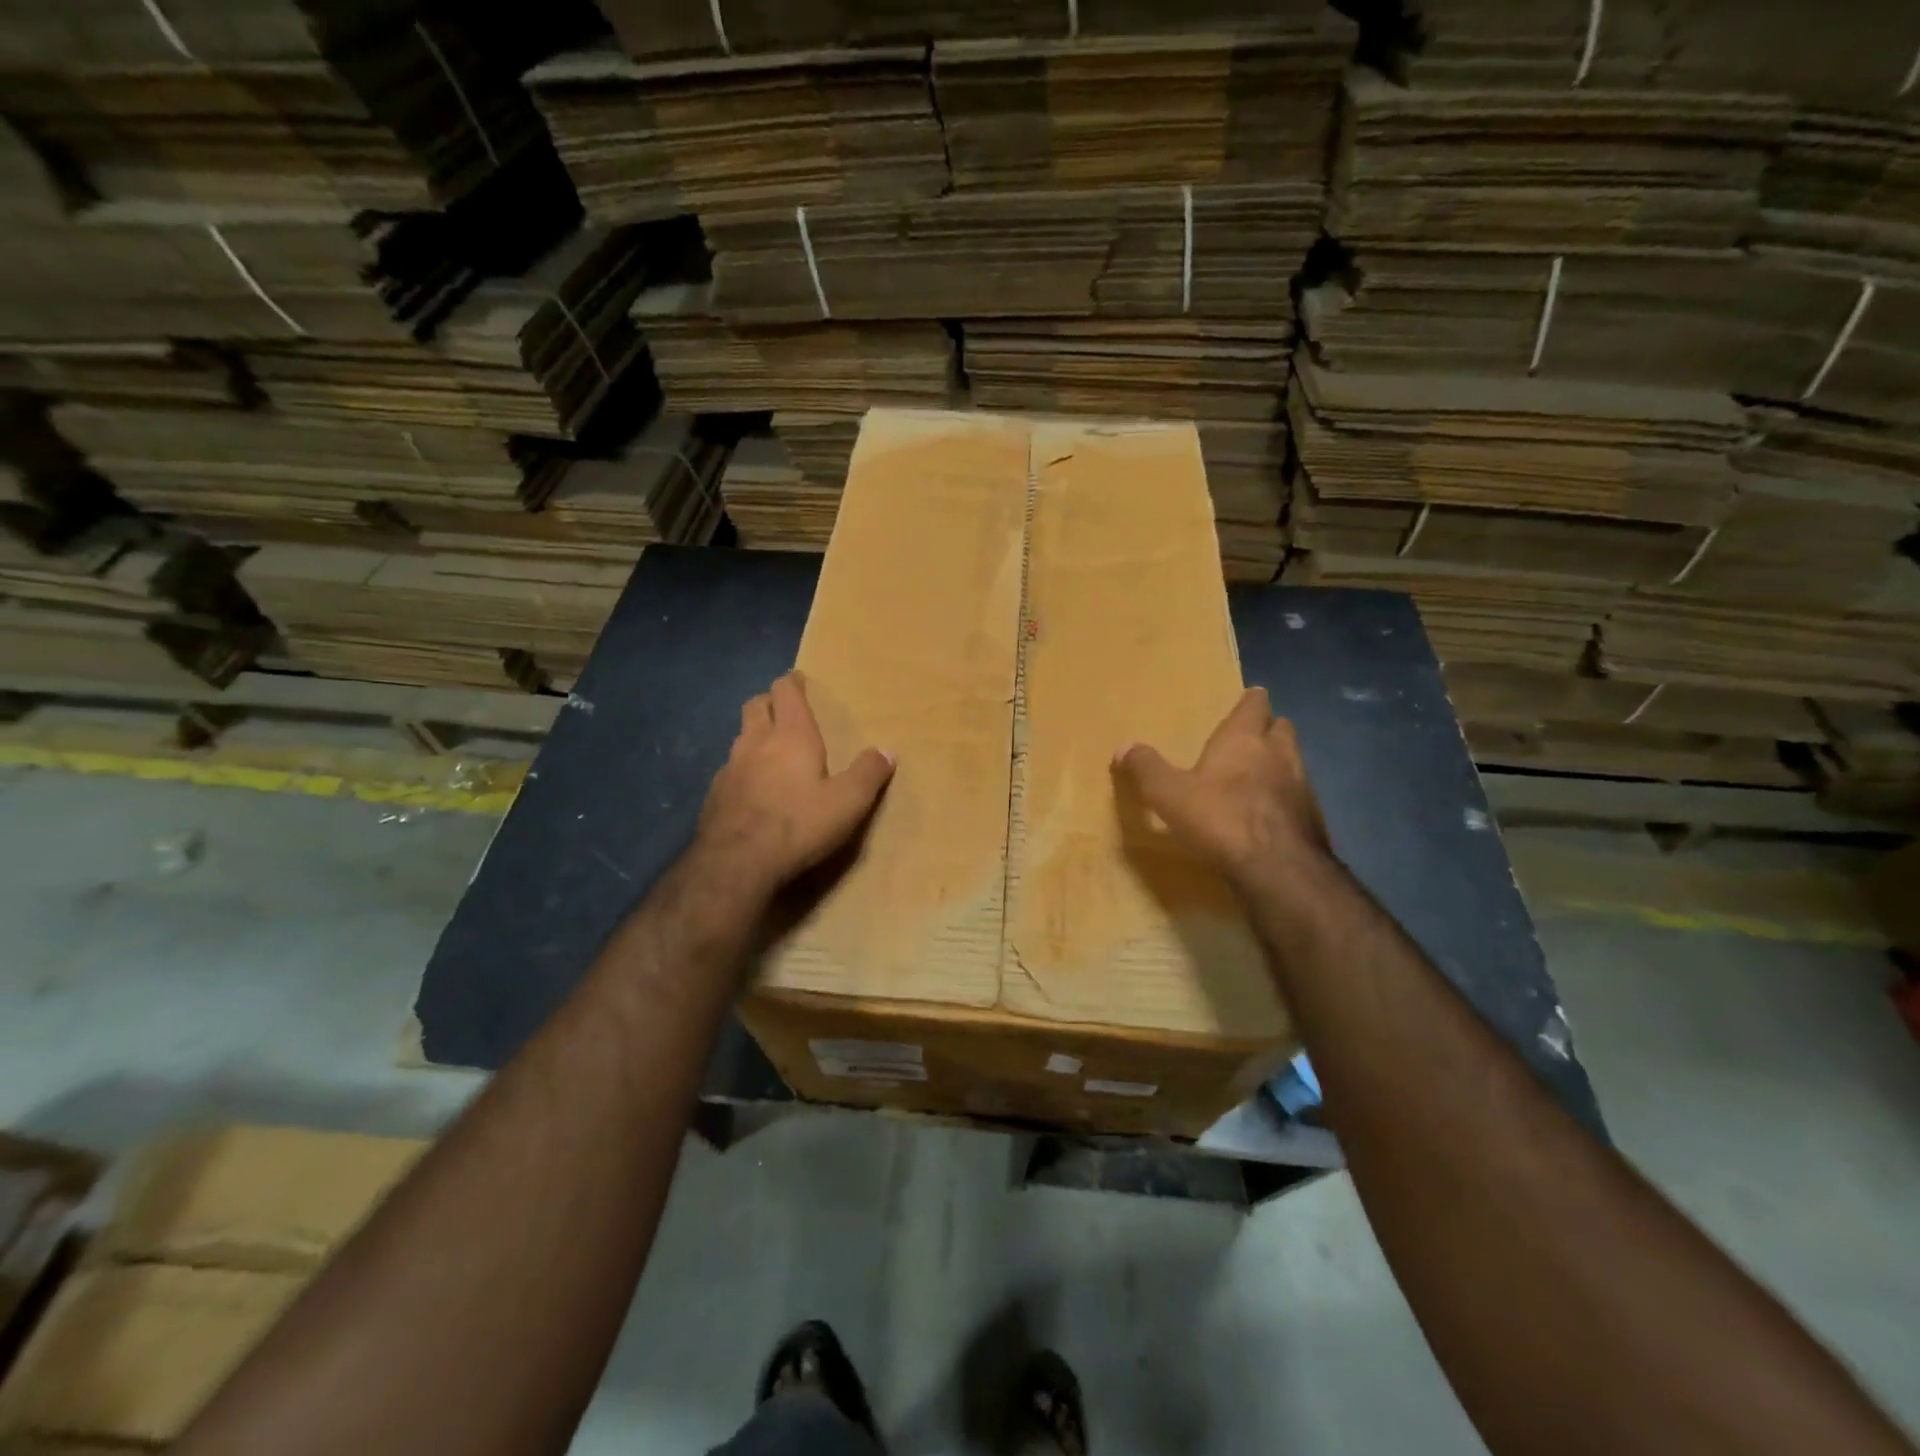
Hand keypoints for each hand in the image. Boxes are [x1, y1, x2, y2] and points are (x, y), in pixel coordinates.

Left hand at [696, 672, 894, 899]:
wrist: (737, 862)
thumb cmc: (799, 824)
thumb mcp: (848, 802)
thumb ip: (868, 774)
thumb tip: (887, 751)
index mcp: (791, 736)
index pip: (786, 693)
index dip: (792, 683)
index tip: (799, 679)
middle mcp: (756, 742)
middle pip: (756, 706)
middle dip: (769, 701)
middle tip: (783, 707)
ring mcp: (730, 767)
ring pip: (740, 736)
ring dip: (754, 734)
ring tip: (769, 748)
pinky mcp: (715, 794)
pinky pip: (730, 768)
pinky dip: (743, 767)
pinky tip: (752, 787)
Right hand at [1113, 688, 1329, 890]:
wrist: (1278, 868)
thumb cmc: (1220, 818)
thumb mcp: (1168, 793)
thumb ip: (1146, 767)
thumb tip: (1123, 746)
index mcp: (1243, 739)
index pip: (1254, 705)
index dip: (1251, 701)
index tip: (1249, 697)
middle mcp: (1278, 753)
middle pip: (1281, 728)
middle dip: (1268, 728)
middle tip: (1251, 736)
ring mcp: (1302, 785)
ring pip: (1294, 761)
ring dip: (1279, 762)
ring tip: (1259, 775)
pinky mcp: (1313, 817)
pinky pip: (1299, 796)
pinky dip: (1286, 797)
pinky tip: (1269, 813)